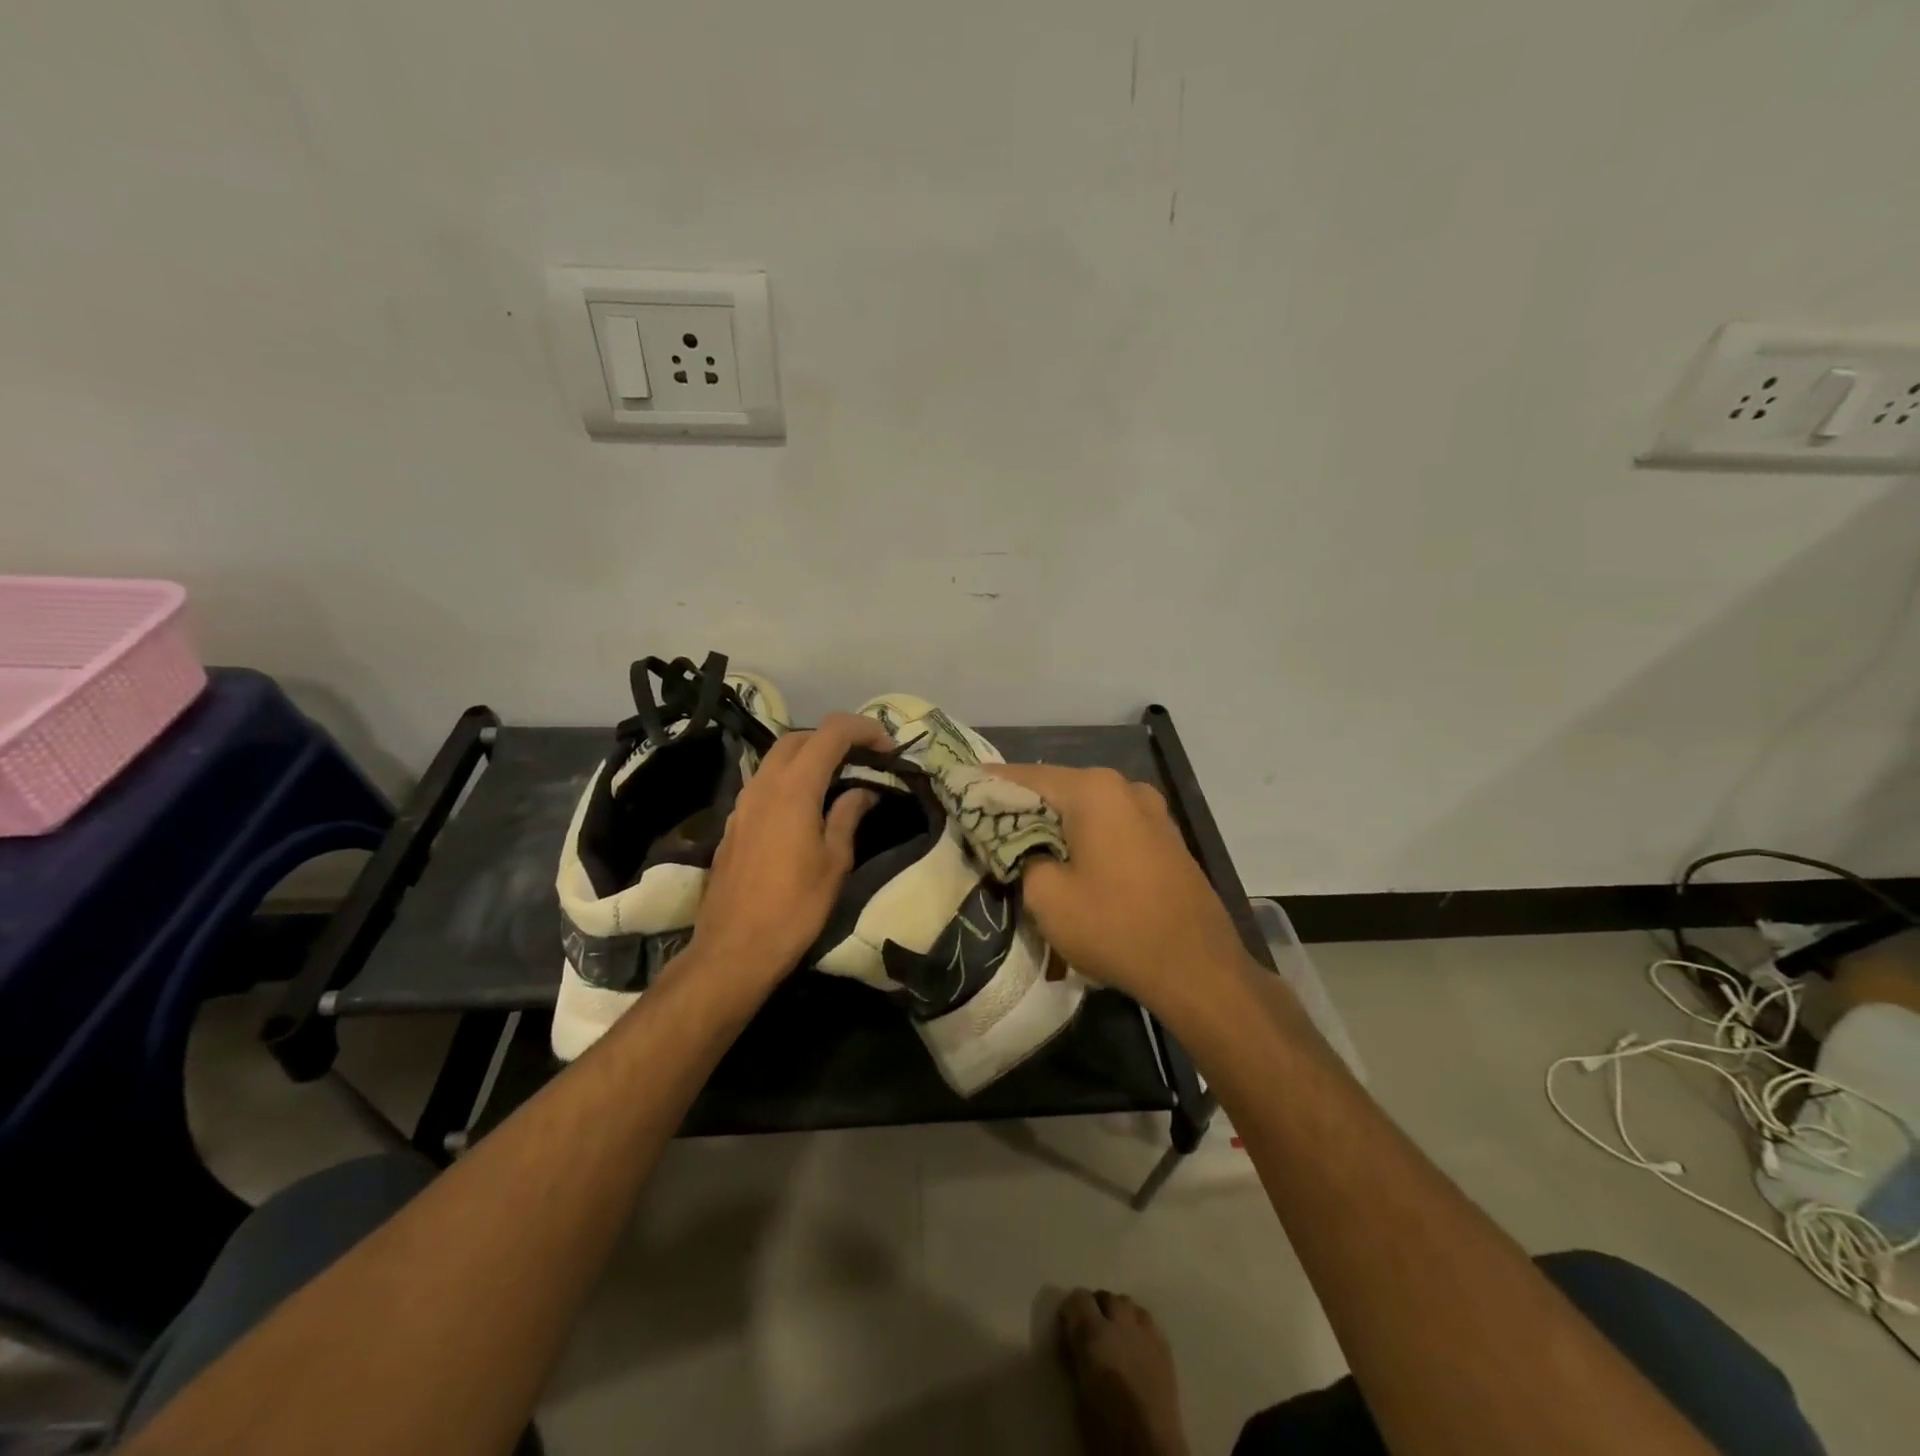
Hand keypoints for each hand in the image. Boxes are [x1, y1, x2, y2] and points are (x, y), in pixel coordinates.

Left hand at [687, 712, 892, 988]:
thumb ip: (847, 816)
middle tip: (864, 759)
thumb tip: (862, 791)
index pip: (831, 733)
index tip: (887, 747)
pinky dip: (790, 777)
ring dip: (810, 756)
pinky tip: (806, 805)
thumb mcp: (835, 862)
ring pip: (777, 757)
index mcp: (795, 788)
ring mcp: (743, 802)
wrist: (735, 949)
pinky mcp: (734, 822)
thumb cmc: (795, 907)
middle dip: (834, 738)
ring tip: (839, 778)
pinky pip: (764, 782)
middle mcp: (764, 784)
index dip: (863, 730)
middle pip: (799, 737)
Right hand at [988, 765, 1255, 1013]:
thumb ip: (1021, 857)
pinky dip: (1085, 834)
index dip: (990, 784)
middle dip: (1023, 805)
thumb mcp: (1047, 897)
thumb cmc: (1115, 926)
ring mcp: (1152, 811)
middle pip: (1058, 788)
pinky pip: (1112, 824)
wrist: (1198, 968)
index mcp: (1093, 790)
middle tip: (987, 824)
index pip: (1025, 777)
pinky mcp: (1165, 837)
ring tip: (1025, 843)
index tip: (961, 789)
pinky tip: (1070, 857)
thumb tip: (1024, 848)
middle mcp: (1124, 787)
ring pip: (1087, 806)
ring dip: (1056, 821)